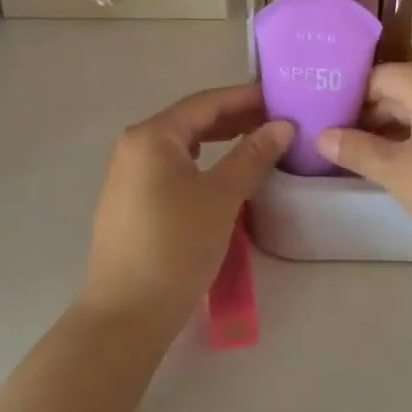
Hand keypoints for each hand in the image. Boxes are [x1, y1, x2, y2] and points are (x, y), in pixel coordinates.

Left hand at [83, 84, 290, 335]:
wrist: (127, 314)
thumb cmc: (176, 247)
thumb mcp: (222, 197)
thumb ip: (253, 155)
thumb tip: (283, 124)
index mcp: (152, 136)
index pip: (207, 102)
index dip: (247, 98)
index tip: (283, 97)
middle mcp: (135, 145)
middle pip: (193, 119)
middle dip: (236, 117)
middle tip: (278, 120)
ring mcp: (129, 173)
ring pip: (183, 143)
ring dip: (221, 138)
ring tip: (259, 140)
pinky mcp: (131, 199)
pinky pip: (173, 165)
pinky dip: (203, 160)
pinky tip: (225, 169)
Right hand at [316, 65, 411, 279]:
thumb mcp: (396, 172)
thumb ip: (356, 149)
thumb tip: (321, 135)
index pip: (379, 76)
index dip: (350, 95)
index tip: (325, 117)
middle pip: (402, 89)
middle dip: (369, 113)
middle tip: (337, 138)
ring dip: (393, 127)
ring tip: (361, 153)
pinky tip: (401, 162)